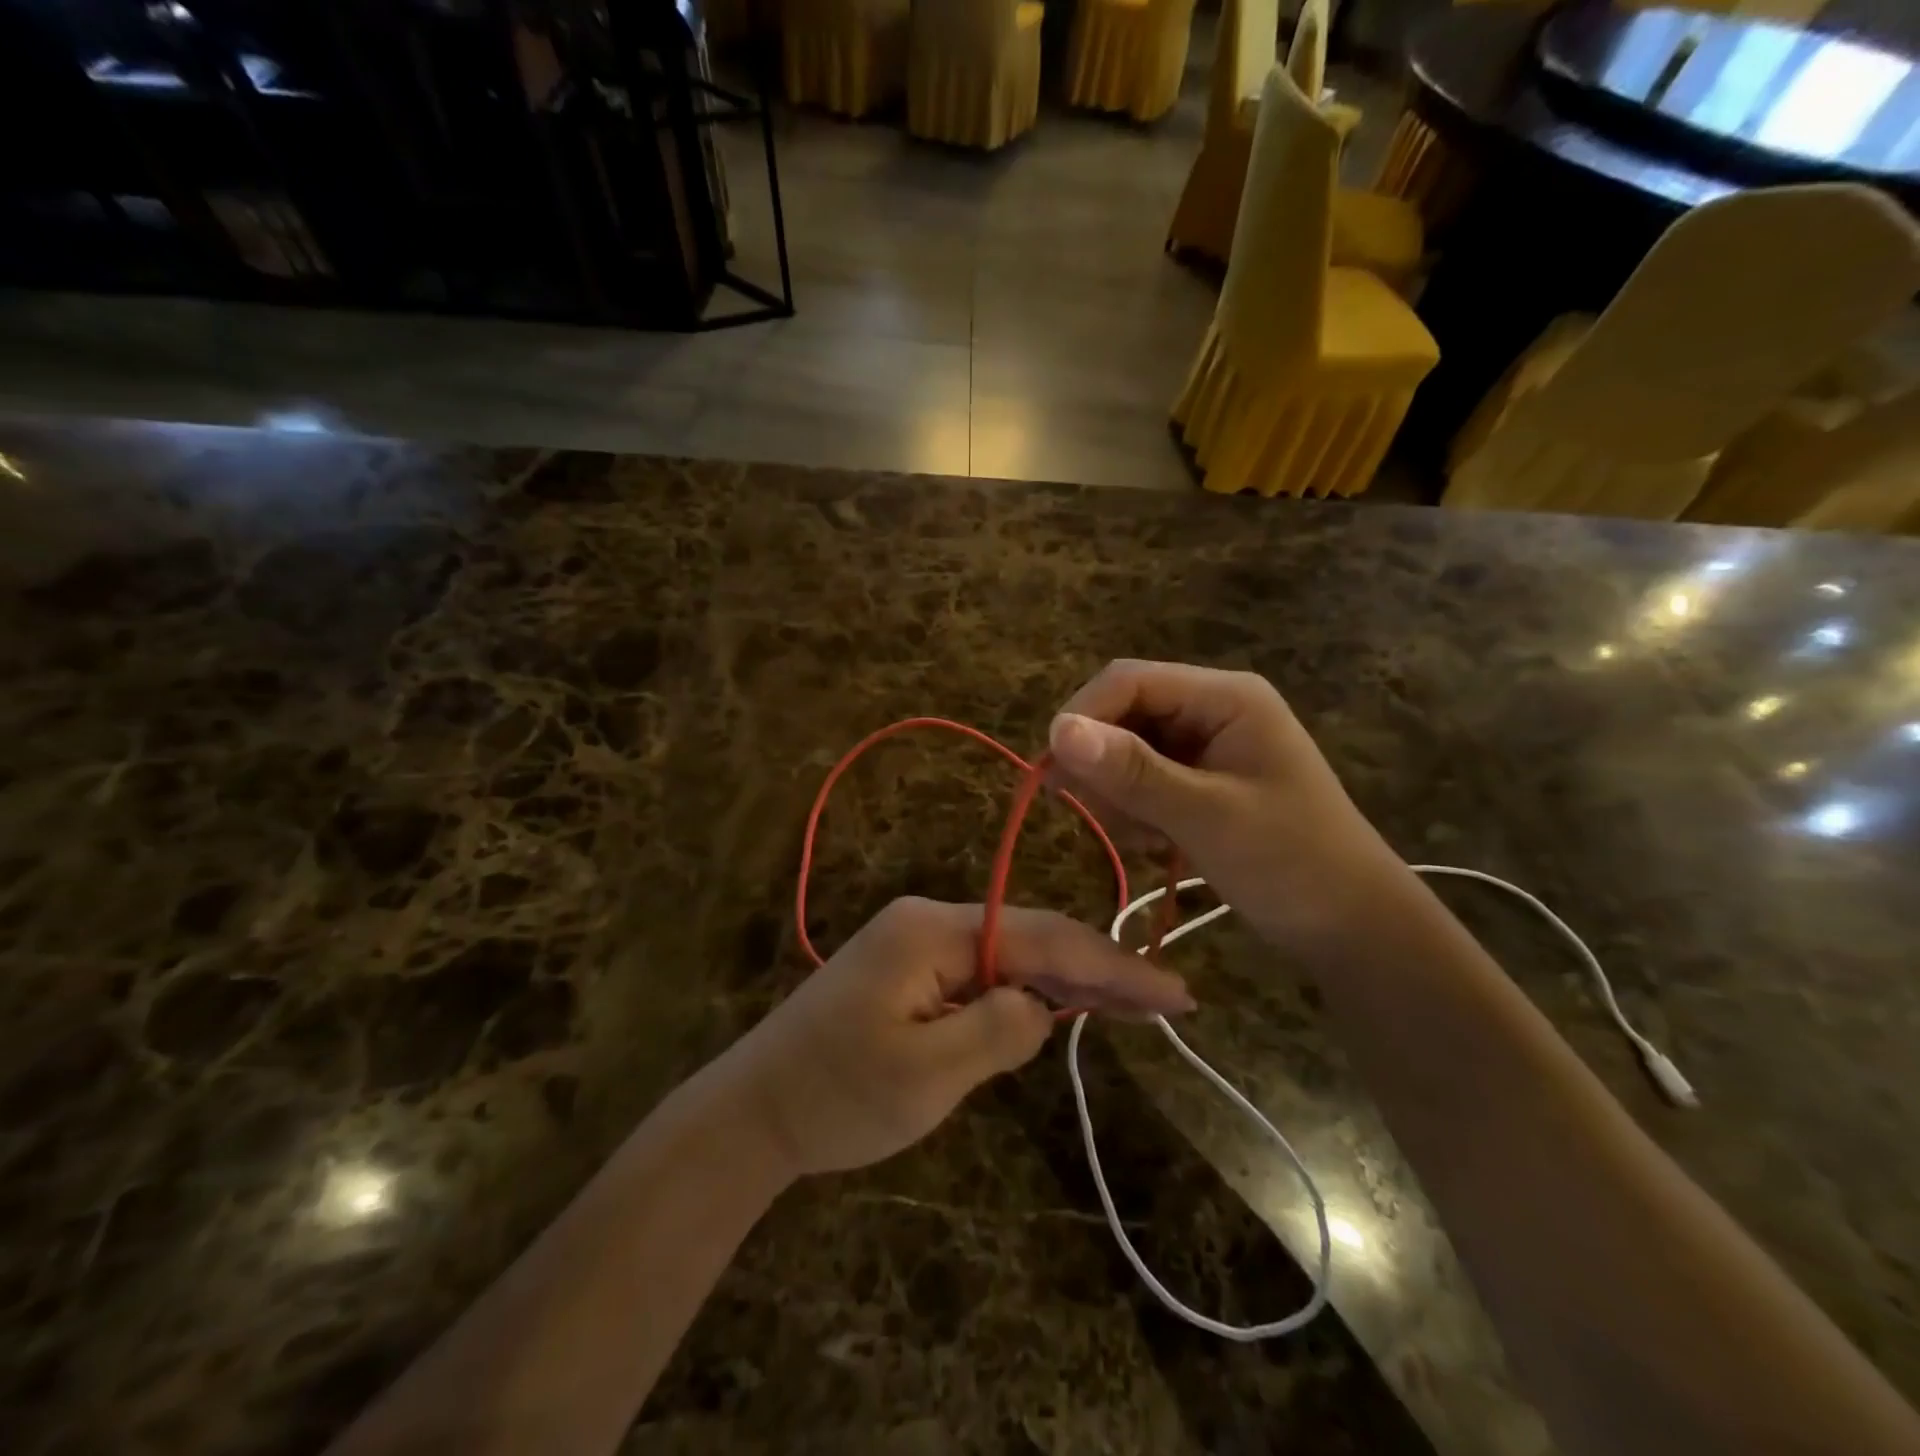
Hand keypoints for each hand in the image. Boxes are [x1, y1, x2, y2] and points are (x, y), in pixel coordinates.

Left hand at [715, 897, 1195, 1179]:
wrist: (756, 1110)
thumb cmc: (838, 1096)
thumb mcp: (927, 1074)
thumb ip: (998, 1030)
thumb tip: (1044, 1007)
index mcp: (934, 931)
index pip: (1042, 939)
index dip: (1111, 965)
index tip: (1173, 992)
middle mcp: (931, 922)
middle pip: (1032, 938)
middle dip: (1099, 969)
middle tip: (1168, 1000)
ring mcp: (919, 944)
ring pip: (1013, 954)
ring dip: (1068, 980)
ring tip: (1133, 1004)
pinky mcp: (913, 971)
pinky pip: (985, 972)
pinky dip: (1029, 991)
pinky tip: (1065, 1006)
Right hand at [1048, 660, 1406, 949]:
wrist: (1351, 926)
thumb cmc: (1291, 863)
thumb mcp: (1207, 816)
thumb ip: (1133, 771)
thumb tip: (1057, 729)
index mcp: (1225, 697)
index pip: (1129, 681)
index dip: (1083, 717)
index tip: (1052, 773)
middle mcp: (1213, 709)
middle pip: (1124, 715)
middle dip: (1104, 766)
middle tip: (1101, 819)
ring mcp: (1207, 746)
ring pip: (1127, 752)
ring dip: (1120, 797)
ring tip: (1147, 842)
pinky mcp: (1201, 781)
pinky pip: (1144, 782)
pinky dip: (1137, 813)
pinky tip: (1159, 846)